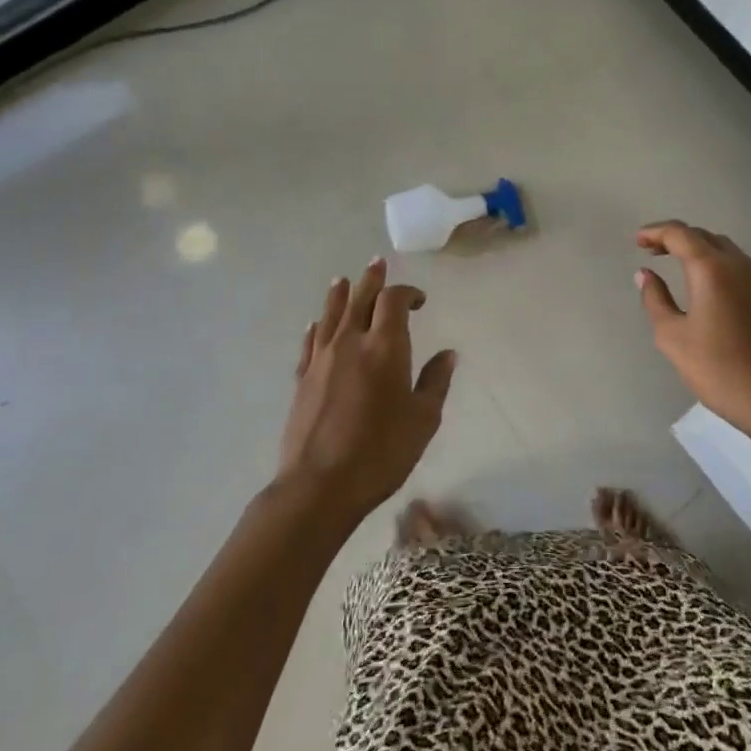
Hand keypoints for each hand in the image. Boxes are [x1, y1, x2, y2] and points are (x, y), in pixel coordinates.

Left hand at [278, 258, 455, 520]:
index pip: (394, 301)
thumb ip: (435, 382)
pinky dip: (315, 328)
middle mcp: (351, 343)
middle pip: (360, 298)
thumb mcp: (423, 420)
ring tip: (343, 280)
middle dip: (371, 279)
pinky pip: (309, 342)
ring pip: (330, 315)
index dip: (408, 292)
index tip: (420, 300)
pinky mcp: (302, 380)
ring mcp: (322, 360)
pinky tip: (315, 324)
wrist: (319, 487)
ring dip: (339, 294)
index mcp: (385, 347)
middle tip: (377, 263)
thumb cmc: (381, 452)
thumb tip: (448, 354)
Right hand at [636, 221, 750, 439]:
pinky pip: (734, 263)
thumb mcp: (673, 336)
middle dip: (673, 237)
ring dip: (695, 247)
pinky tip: (701, 282)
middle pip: (701, 235)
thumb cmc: (717, 368)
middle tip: (650, 250)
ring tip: (672, 260)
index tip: (636, 241)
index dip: (655, 232)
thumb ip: (656, 299)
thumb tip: (645, 274)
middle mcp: (736, 263)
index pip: (679, 234)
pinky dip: (712, 260)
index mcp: (711, 268)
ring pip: (721, 247)